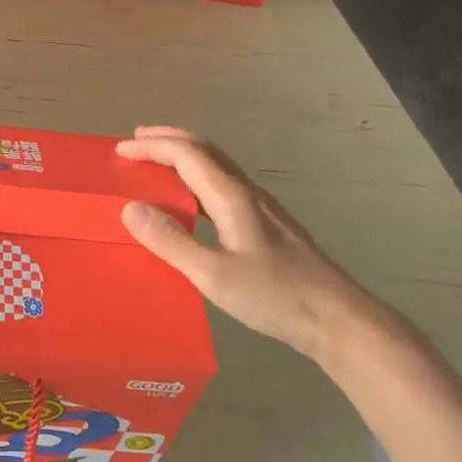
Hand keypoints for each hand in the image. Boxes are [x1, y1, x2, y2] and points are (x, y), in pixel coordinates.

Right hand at [116, 126, 370, 360]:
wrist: (341, 321)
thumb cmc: (276, 297)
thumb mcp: (214, 275)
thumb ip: (171, 241)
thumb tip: (129, 207)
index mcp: (232, 197)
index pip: (186, 154)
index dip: (151, 146)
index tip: (120, 150)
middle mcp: (247, 193)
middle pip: (204, 149)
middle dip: (167, 140)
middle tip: (135, 141)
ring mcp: (261, 208)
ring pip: (216, 166)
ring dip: (183, 156)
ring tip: (157, 164)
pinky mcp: (268, 226)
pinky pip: (223, 184)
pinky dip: (197, 177)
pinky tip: (192, 202)